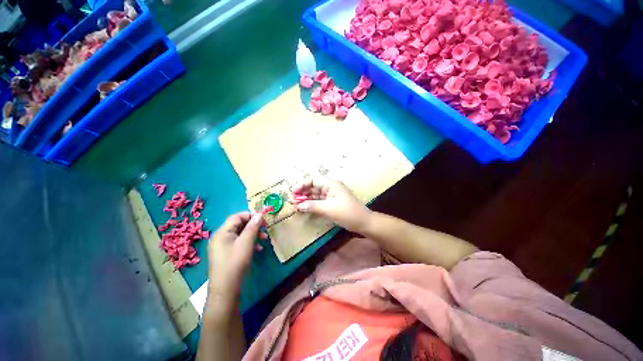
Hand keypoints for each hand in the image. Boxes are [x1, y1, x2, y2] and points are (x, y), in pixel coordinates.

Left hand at [207, 212, 266, 304]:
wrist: (225, 290)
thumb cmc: (235, 263)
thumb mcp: (246, 243)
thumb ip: (253, 226)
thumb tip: (260, 214)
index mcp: (222, 232)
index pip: (237, 217)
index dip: (250, 215)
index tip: (263, 219)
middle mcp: (220, 237)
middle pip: (239, 225)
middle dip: (253, 226)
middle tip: (265, 229)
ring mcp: (222, 247)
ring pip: (240, 234)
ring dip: (253, 235)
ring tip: (264, 240)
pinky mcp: (226, 254)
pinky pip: (238, 243)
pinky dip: (249, 243)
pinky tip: (258, 249)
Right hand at [294, 179, 371, 232]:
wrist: (363, 222)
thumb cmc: (347, 213)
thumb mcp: (328, 209)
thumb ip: (312, 206)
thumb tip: (298, 206)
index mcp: (331, 184)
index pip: (313, 180)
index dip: (302, 185)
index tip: (293, 193)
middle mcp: (330, 188)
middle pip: (314, 188)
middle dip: (303, 193)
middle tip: (293, 202)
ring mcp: (332, 196)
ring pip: (316, 195)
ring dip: (307, 200)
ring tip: (297, 206)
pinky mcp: (332, 204)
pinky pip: (320, 202)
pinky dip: (312, 205)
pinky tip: (305, 209)